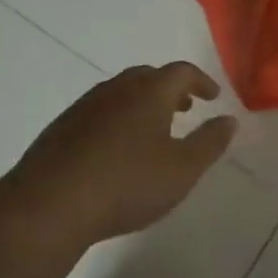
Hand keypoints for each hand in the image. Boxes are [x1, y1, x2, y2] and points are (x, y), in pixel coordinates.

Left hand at [0, 62, 237, 255]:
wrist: (48, 205)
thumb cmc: (126, 184)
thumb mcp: (182, 170)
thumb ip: (210, 143)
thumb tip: (229, 119)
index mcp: (149, 92)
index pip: (181, 72)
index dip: (200, 81)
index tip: (212, 96)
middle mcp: (116, 89)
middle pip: (148, 76)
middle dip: (170, 89)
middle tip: (185, 108)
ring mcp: (85, 106)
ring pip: (121, 93)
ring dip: (142, 103)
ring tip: (153, 129)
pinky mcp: (62, 128)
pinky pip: (99, 111)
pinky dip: (117, 118)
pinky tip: (116, 149)